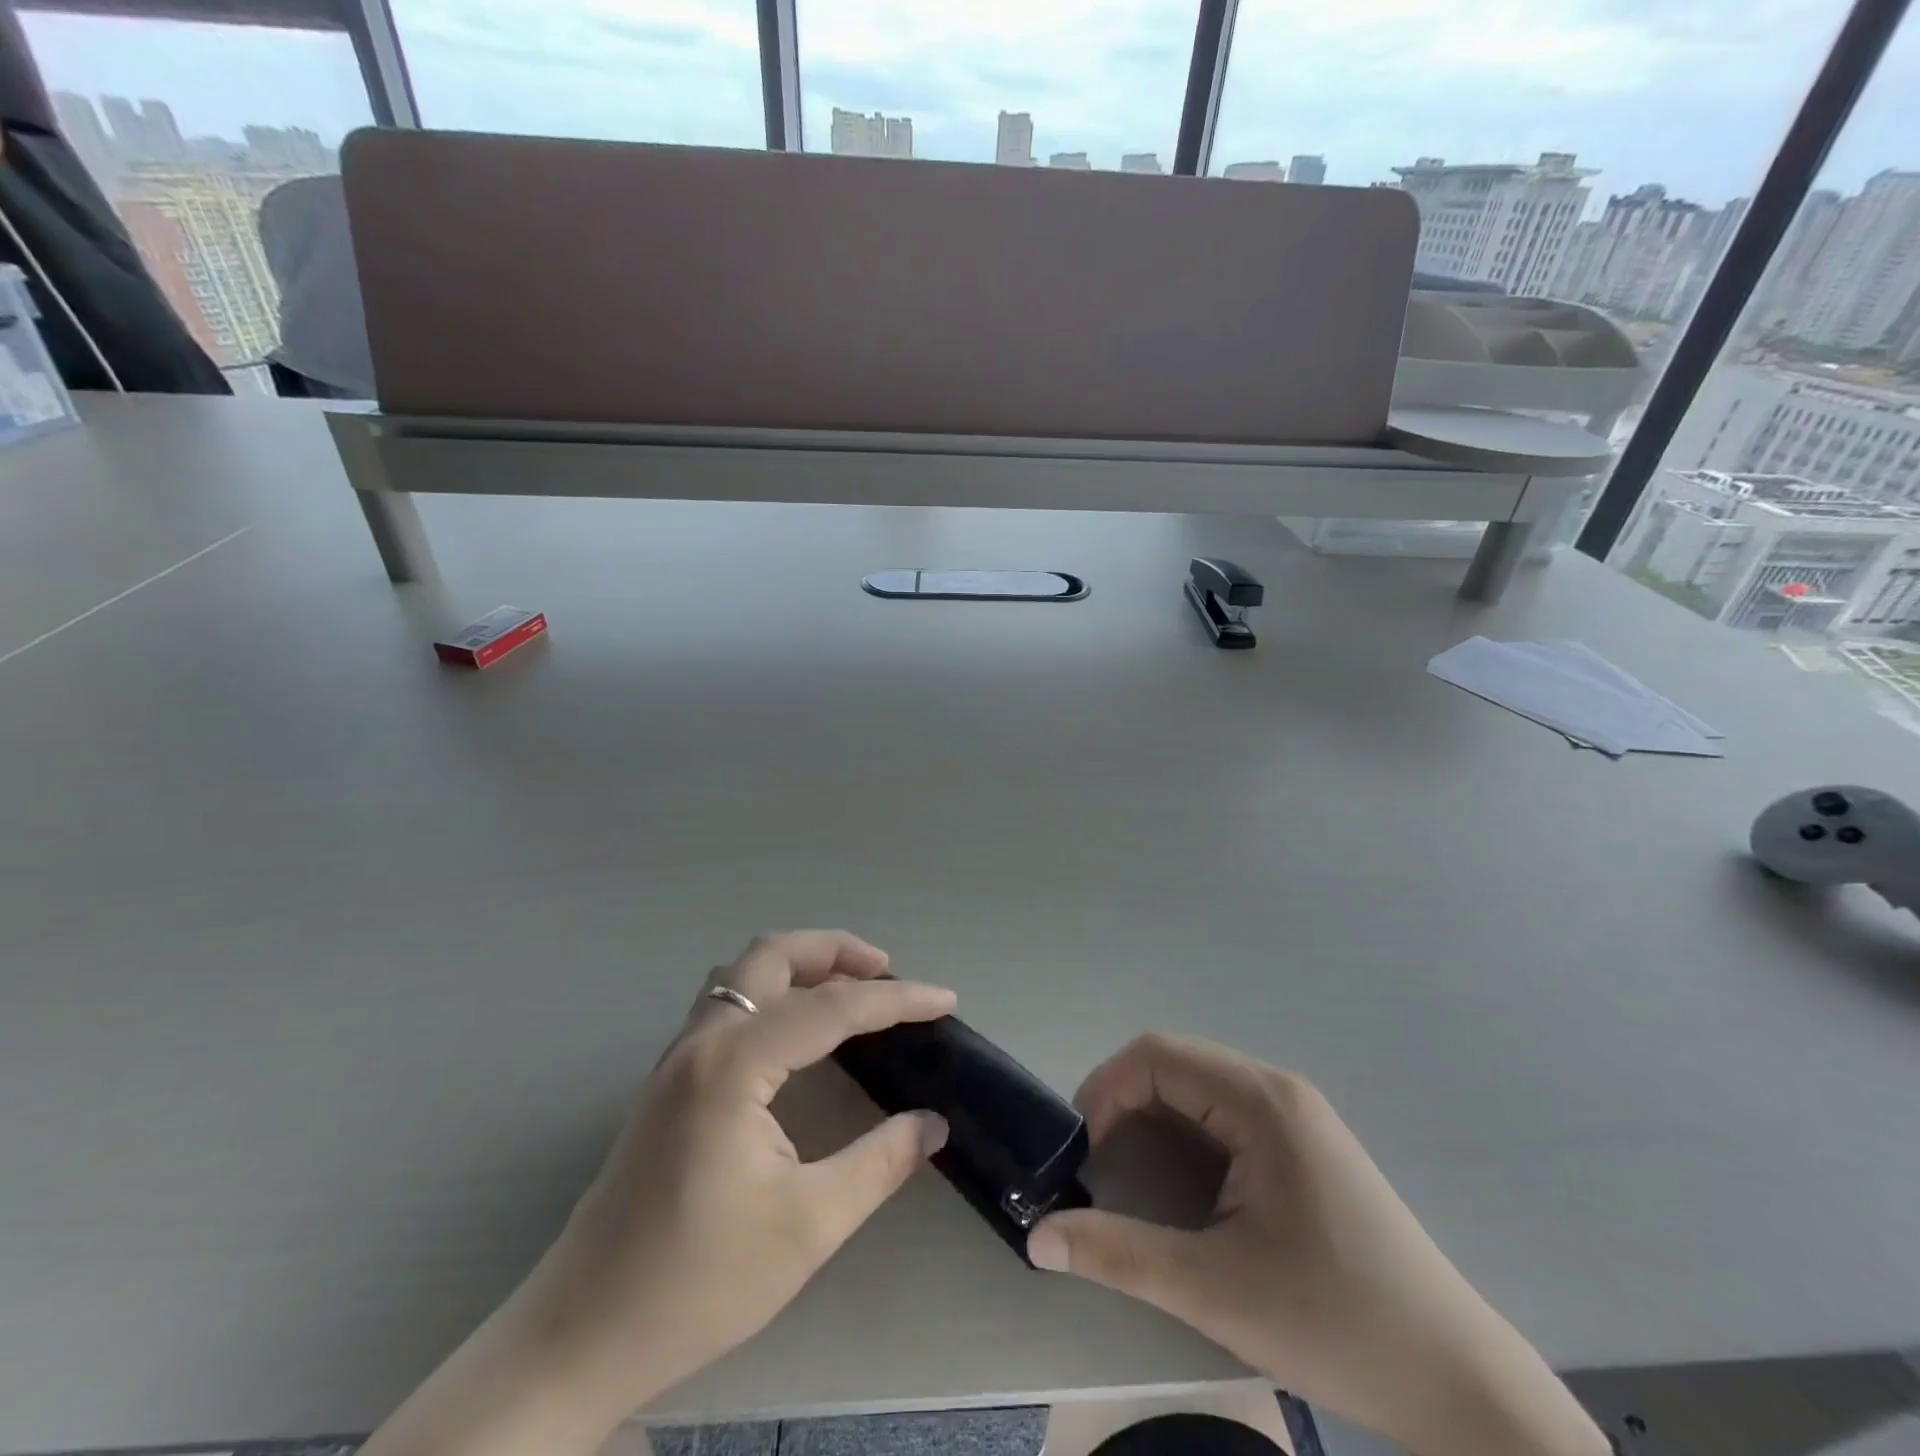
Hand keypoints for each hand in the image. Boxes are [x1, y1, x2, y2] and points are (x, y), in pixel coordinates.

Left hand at [360, 932, 953, 1455]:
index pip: (832, 1007)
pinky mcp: (669, 1079)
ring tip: (848, 988)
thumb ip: (878, 1164)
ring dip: (800, 964)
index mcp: (734, 1064)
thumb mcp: (806, 1227)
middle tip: (887, 973)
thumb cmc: (697, 1282)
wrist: (580, 1335)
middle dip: (836, 951)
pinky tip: (798, 1030)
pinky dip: (773, 991)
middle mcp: (702, 1040)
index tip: (945, 1000)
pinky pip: (728, 1002)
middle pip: (773, 955)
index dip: (896, 1000)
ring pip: (743, 972)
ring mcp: (678, 1056)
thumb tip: (933, 1124)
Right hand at [1027, 1035, 1607, 1455]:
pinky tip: (1181, 1180)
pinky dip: (1185, 1129)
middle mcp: (1278, 1089)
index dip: (1106, 1088)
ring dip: (1152, 1113)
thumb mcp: (1215, 1291)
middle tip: (1096, 1161)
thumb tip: (1036, 1239)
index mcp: (1261, 1102)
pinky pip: (1224, 1110)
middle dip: (1123, 1099)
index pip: (1158, 1055)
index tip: (1082, 1148)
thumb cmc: (1338, 1325)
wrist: (1461, 1384)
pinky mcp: (1304, 1142)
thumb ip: (1119, 1255)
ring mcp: (1296, 1114)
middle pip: (1176, 1062)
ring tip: (1128, 1169)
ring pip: (1198, 1084)